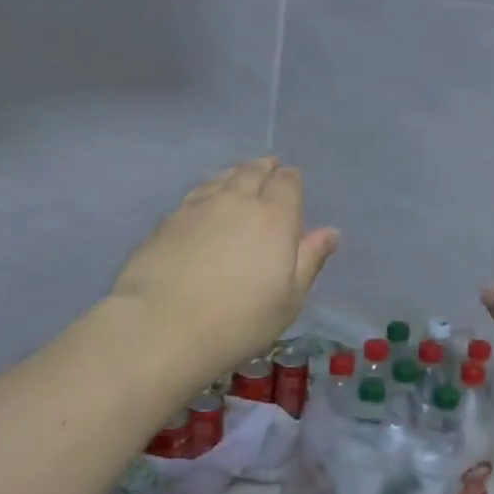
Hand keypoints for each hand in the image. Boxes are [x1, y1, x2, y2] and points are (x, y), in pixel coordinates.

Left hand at [111, 158, 338, 376]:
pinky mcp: (167, 220)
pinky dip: (208, 190)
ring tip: (238, 176)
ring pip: (221, 178)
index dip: (290, 179)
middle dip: (263, 168)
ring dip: (234, 174)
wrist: (162, 326)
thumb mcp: (289, 299)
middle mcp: (237, 201)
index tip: (291, 181)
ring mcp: (198, 207)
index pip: (287, 183)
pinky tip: (205, 200)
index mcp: (274, 217)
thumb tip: (330, 232)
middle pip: (252, 172)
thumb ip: (310, 259)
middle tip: (268, 167)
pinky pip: (196, 193)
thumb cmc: (239, 320)